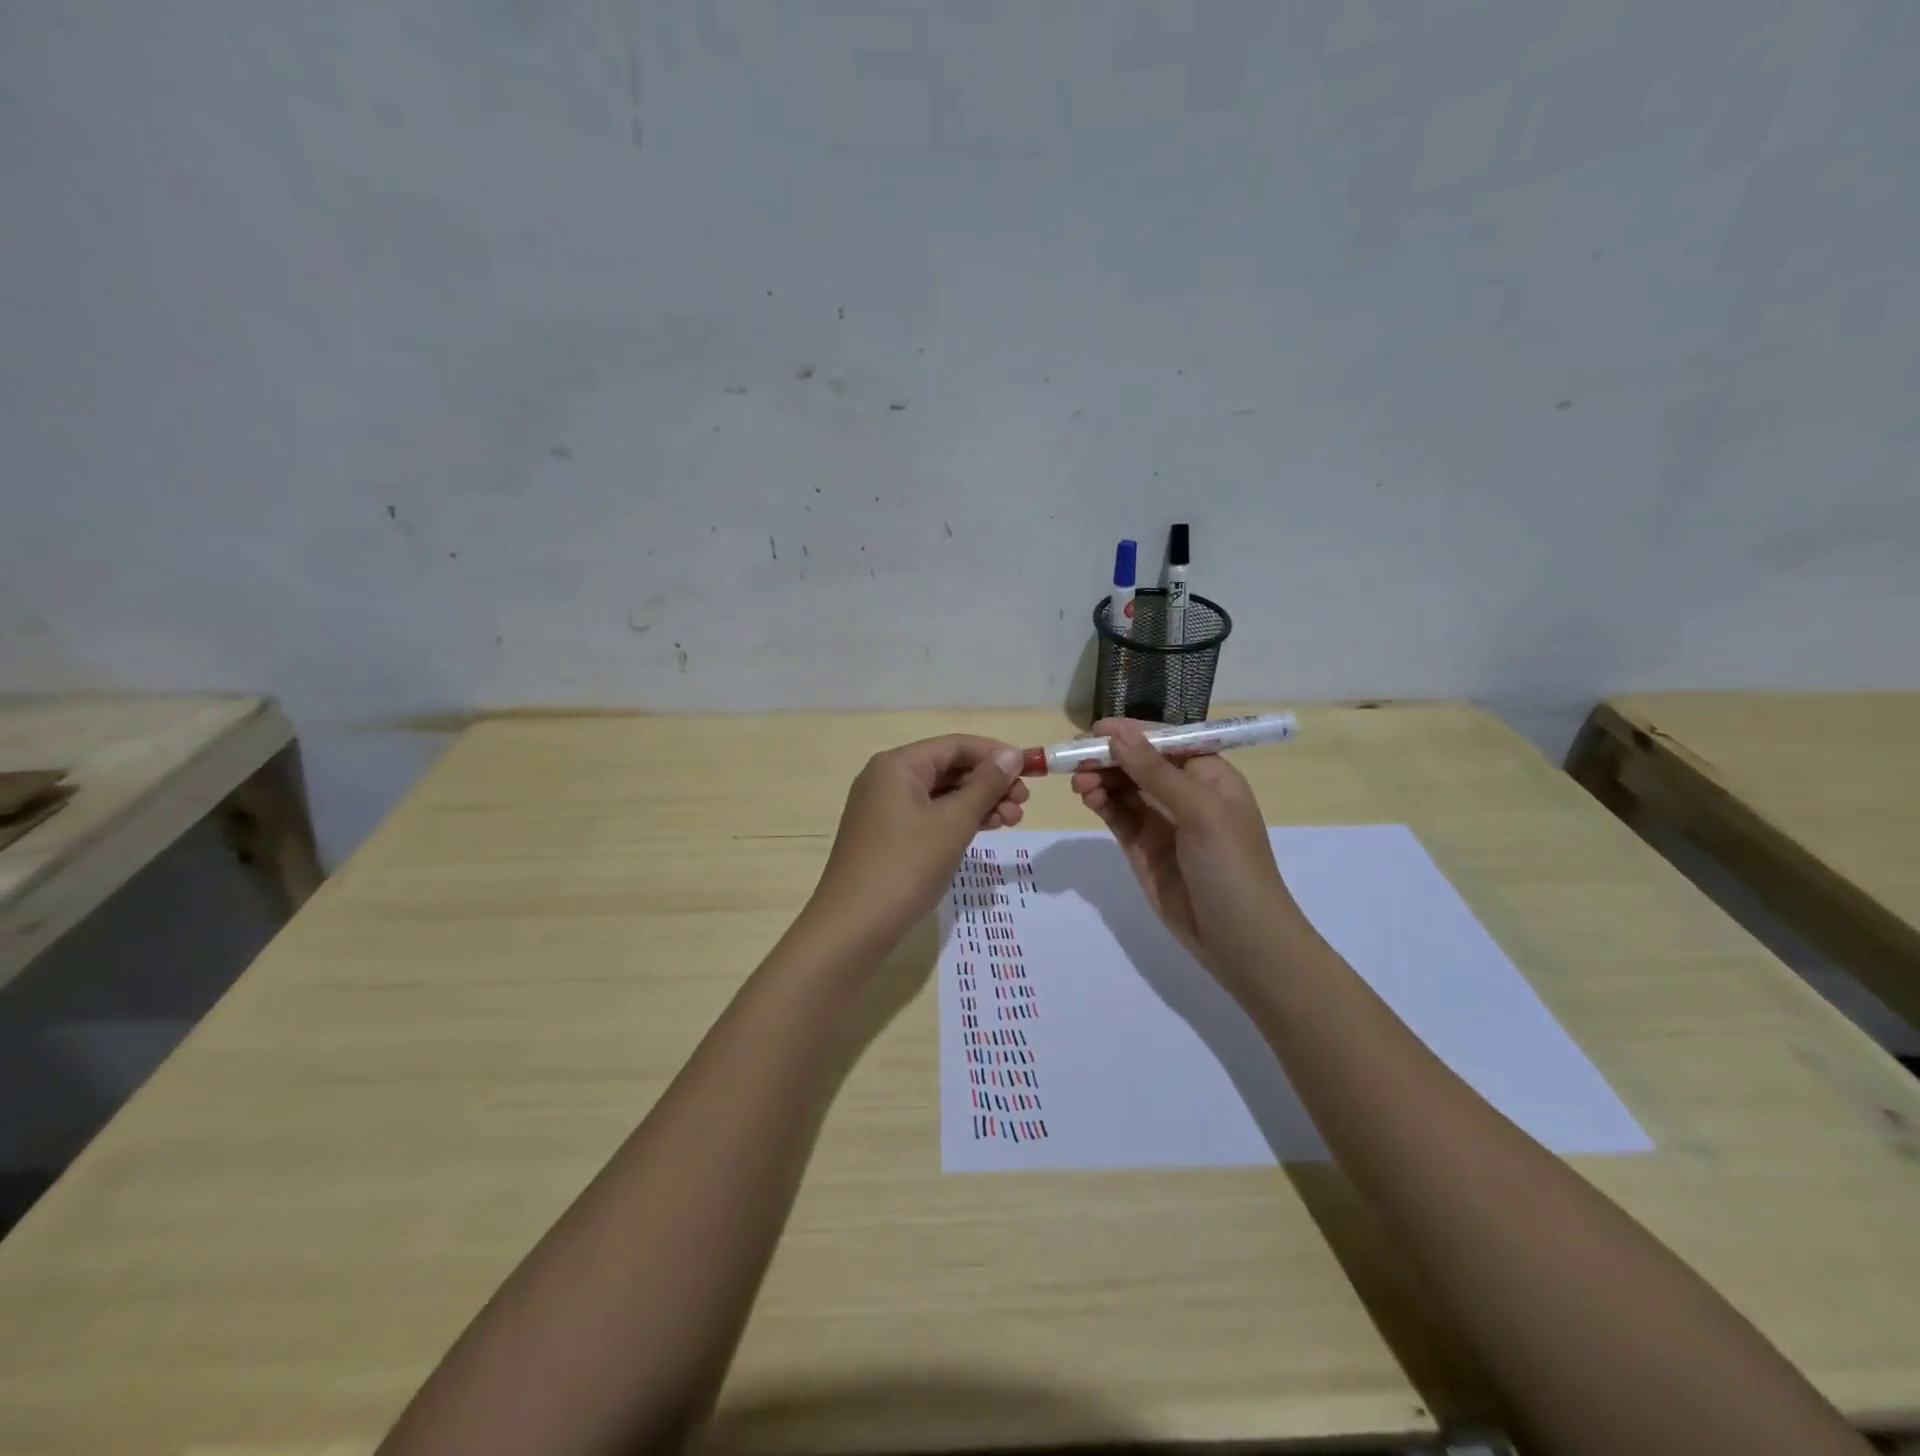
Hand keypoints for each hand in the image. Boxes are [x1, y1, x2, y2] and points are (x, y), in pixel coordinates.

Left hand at [806, 735, 1028, 956]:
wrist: (853, 927)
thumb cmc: (906, 866)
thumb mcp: (953, 823)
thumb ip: (985, 785)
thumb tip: (1012, 754)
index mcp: (898, 765)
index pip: (955, 745)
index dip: (995, 754)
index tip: (1030, 772)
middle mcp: (886, 779)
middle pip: (948, 768)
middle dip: (989, 783)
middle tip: (1023, 805)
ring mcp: (883, 808)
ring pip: (940, 794)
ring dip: (978, 803)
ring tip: (1011, 822)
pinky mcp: (885, 835)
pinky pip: (928, 815)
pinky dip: (957, 820)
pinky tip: (984, 831)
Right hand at [1071, 719, 1300, 988]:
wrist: (1241, 941)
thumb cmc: (1232, 867)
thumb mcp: (1201, 812)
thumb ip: (1156, 773)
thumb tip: (1118, 734)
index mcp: (1210, 776)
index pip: (1167, 742)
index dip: (1133, 732)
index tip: (1095, 730)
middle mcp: (1185, 793)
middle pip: (1140, 762)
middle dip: (1110, 758)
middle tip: (1075, 760)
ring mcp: (1162, 822)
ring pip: (1124, 788)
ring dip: (1101, 779)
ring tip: (1079, 783)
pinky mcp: (1142, 848)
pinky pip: (1117, 816)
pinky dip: (1101, 803)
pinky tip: (1087, 798)